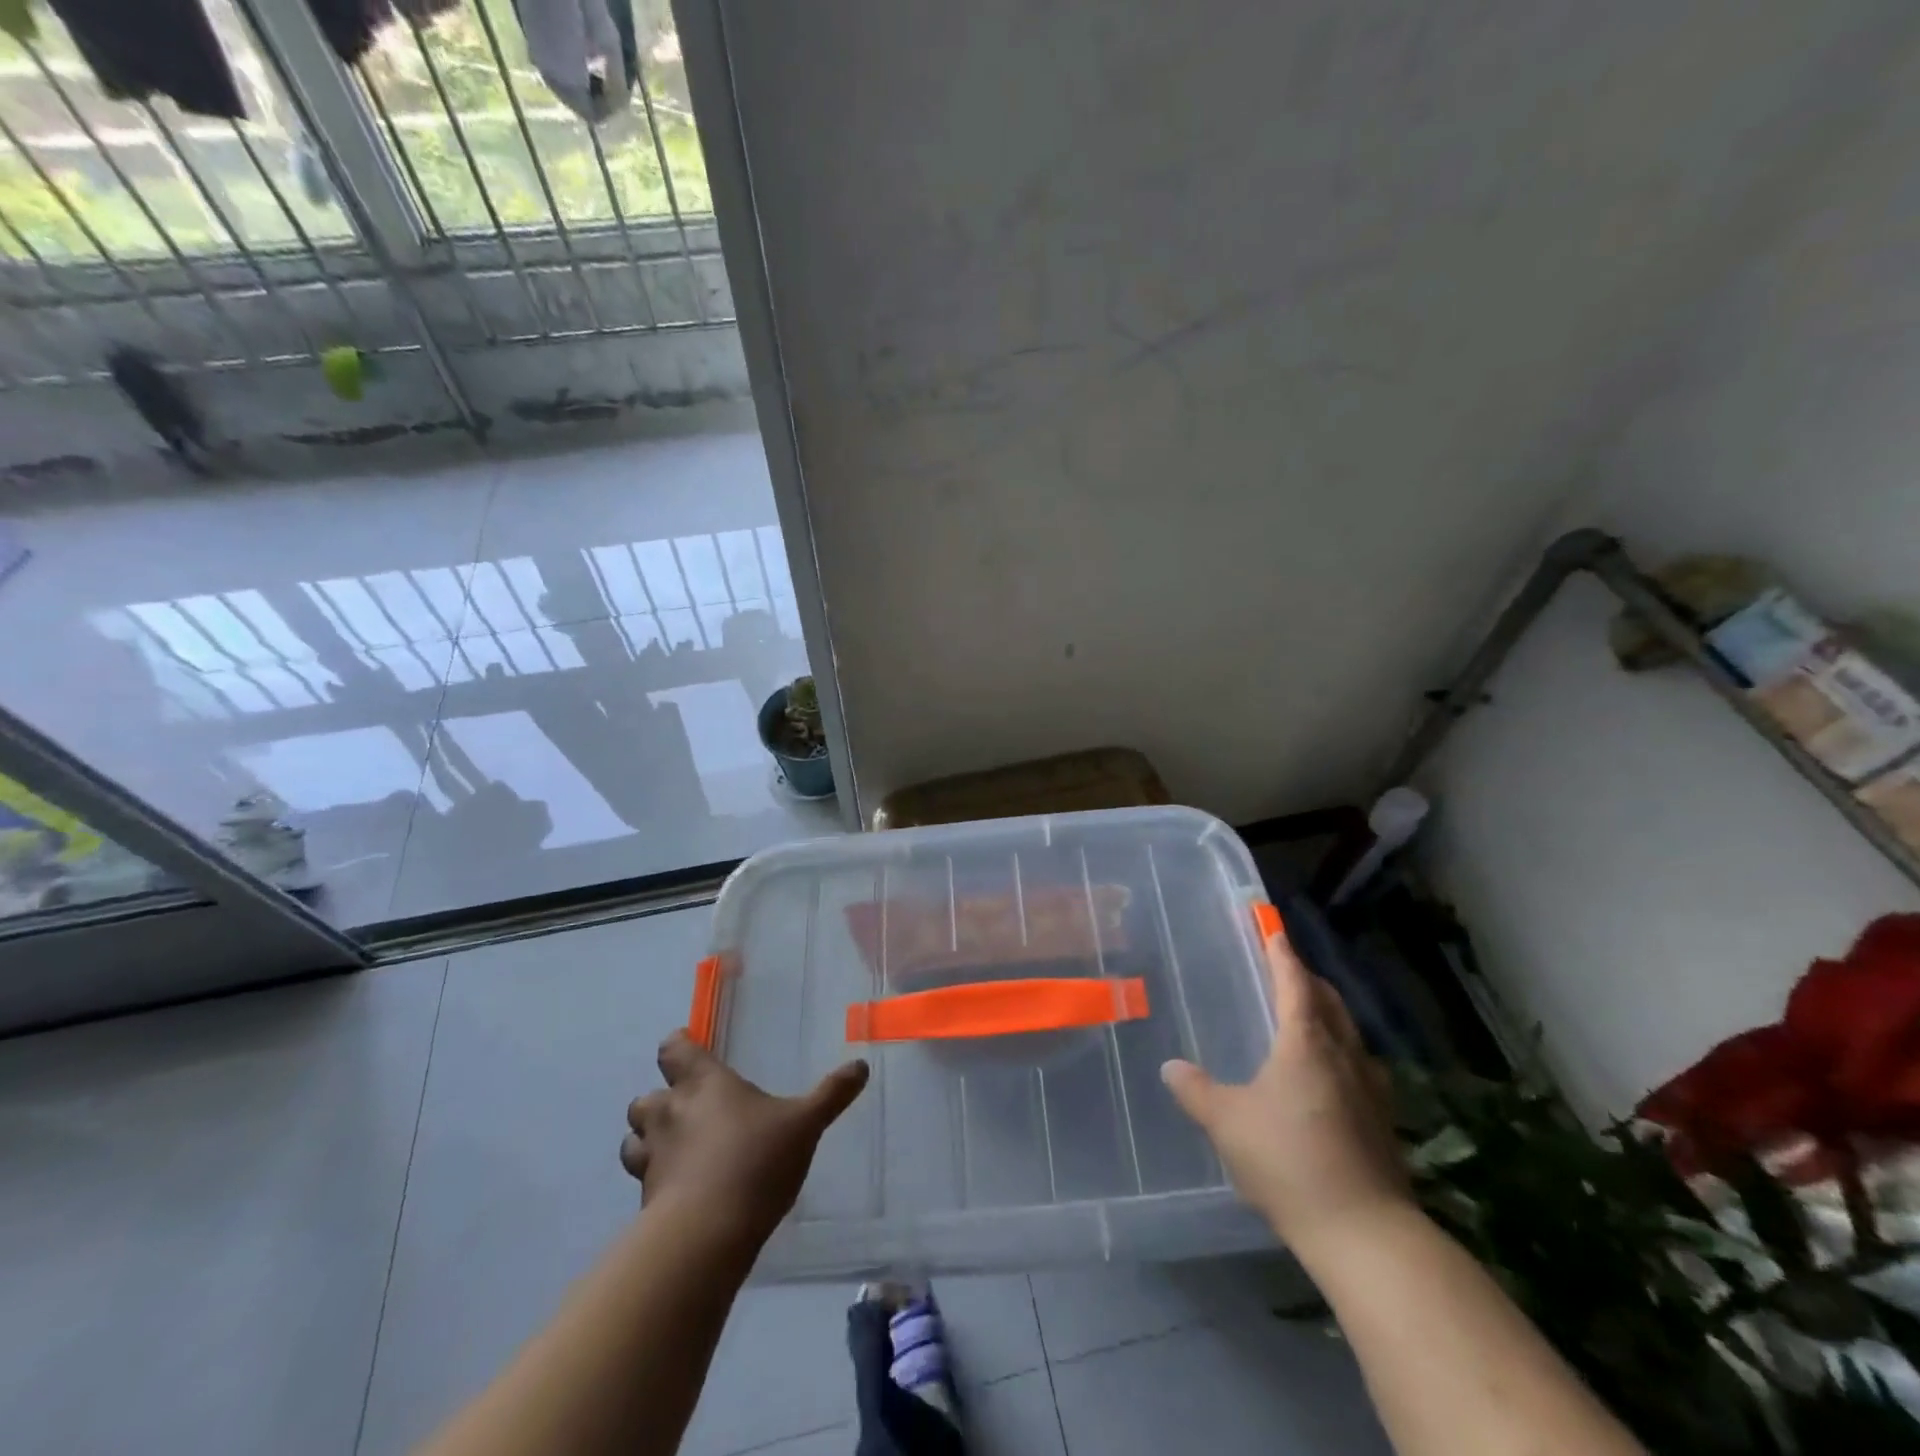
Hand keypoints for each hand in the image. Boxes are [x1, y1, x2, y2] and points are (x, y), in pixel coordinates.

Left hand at [621, 1030, 868, 1247]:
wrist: (707, 1234)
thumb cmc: (756, 1160)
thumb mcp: (805, 1124)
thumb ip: (831, 1094)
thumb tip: (860, 1066)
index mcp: (703, 1083)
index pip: (674, 1049)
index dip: (679, 1046)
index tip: (690, 1048)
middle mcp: (670, 1112)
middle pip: (645, 1097)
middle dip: (660, 1100)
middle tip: (687, 1109)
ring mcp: (652, 1157)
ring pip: (633, 1139)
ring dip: (648, 1140)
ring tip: (676, 1150)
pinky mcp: (645, 1200)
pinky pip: (643, 1180)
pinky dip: (655, 1180)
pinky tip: (680, 1191)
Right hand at [1161, 918, 1409, 1258]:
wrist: (1366, 1233)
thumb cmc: (1289, 1160)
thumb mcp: (1228, 1123)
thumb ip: (1196, 1090)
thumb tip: (1170, 1066)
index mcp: (1306, 1042)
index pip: (1294, 983)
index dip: (1282, 955)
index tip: (1273, 931)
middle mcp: (1343, 1054)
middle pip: (1329, 1002)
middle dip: (1308, 980)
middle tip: (1286, 969)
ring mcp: (1369, 1088)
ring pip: (1348, 1032)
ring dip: (1327, 1014)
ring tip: (1306, 1016)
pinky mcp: (1382, 1120)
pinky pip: (1357, 1064)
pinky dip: (1339, 1050)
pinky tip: (1327, 1074)